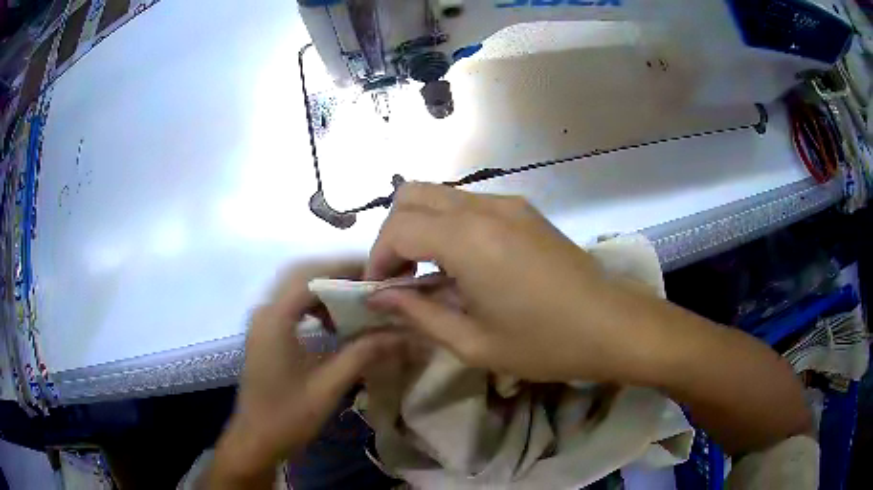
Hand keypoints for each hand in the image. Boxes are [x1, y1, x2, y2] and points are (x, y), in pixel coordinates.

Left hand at [204, 261, 403, 488]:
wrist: (255, 440)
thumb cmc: (288, 416)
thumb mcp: (329, 386)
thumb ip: (364, 354)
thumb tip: (402, 333)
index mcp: (275, 318)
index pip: (312, 276)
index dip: (346, 270)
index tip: (378, 275)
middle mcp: (265, 311)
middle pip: (302, 275)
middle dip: (338, 275)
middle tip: (371, 285)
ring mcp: (262, 321)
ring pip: (296, 288)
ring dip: (326, 290)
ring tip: (357, 302)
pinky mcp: (264, 333)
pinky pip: (291, 305)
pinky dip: (314, 305)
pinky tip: (333, 323)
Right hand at [365, 183, 656, 382]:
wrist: (613, 325)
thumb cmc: (545, 344)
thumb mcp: (474, 342)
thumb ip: (419, 313)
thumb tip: (379, 296)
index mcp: (468, 240)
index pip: (398, 228)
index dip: (378, 258)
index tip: (381, 290)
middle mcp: (484, 208)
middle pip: (412, 195)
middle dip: (394, 234)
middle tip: (401, 277)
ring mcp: (509, 204)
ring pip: (441, 195)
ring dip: (422, 227)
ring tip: (431, 274)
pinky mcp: (525, 211)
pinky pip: (470, 205)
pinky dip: (450, 226)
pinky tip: (464, 265)